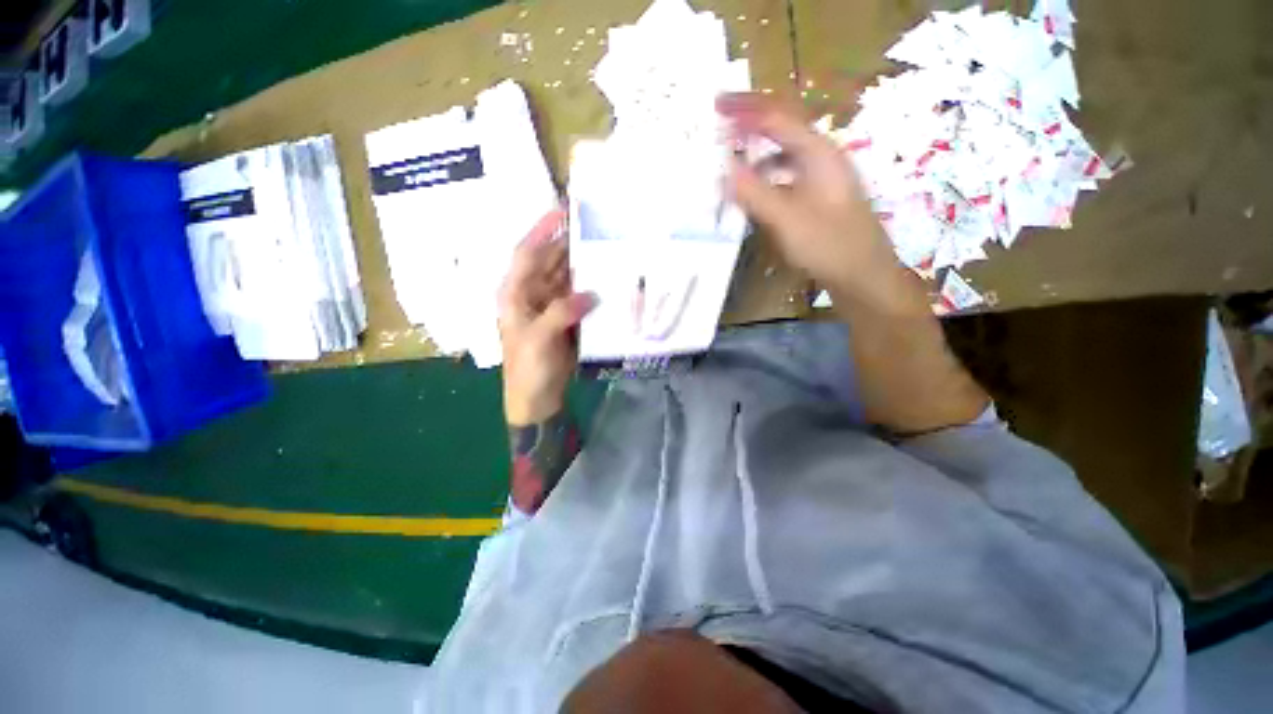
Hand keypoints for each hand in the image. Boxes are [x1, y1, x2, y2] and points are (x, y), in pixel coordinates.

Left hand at [499, 209, 594, 425]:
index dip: (543, 230)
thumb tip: (591, 294)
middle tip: (596, 225)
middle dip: (569, 242)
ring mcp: (552, 305)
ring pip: (568, 276)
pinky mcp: (568, 317)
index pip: (527, 253)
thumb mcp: (538, 339)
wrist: (538, 397)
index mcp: (515, 293)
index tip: (563, 210)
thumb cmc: (528, 368)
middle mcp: (532, 293)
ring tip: (607, 246)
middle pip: (550, 261)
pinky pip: (581, 295)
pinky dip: (592, 286)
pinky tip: (608, 277)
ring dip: (584, 263)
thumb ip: (561, 312)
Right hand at [717, 93, 911, 306]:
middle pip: (782, 128)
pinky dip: (765, 175)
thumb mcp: (788, 220)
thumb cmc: (830, 246)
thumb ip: (755, 193)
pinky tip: (752, 190)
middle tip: (720, 120)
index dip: (746, 108)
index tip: (717, 104)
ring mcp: (820, 179)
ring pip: (783, 153)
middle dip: (751, 121)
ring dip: (756, 150)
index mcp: (818, 154)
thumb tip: (723, 169)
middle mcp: (821, 158)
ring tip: (730, 156)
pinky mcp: (816, 198)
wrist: (864, 277)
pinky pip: (785, 176)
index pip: (778, 117)